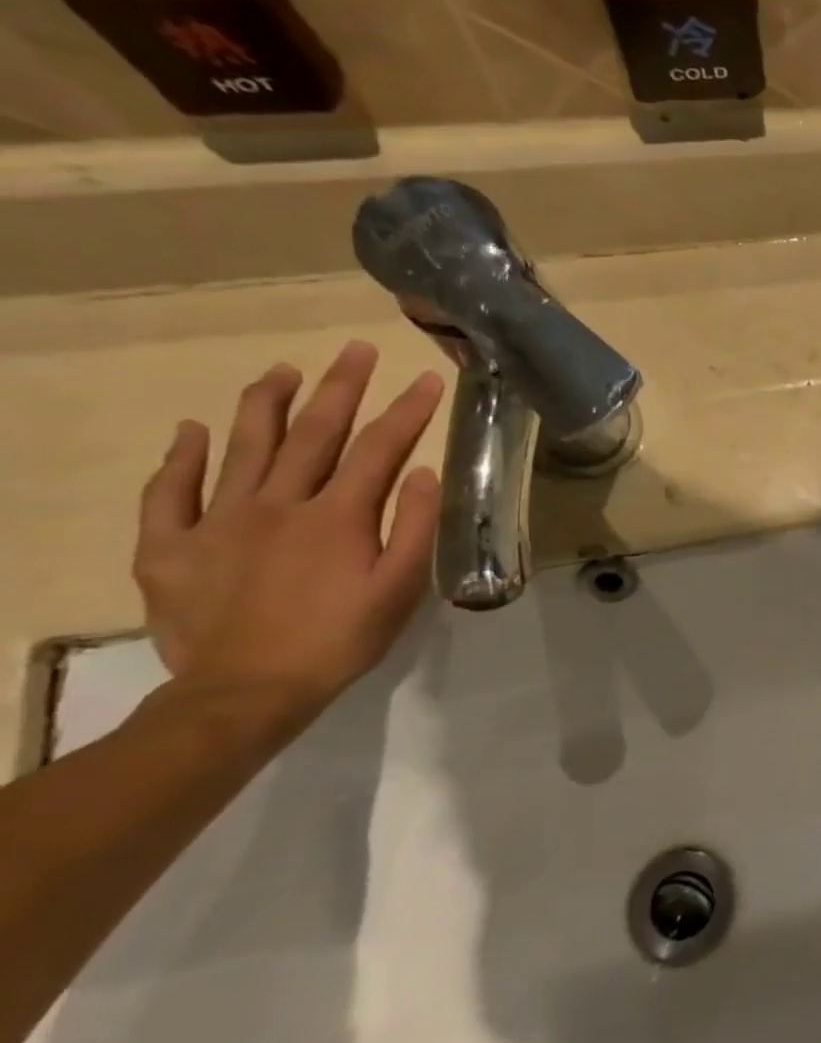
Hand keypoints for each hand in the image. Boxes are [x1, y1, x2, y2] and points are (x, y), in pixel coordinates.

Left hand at [133, 342, 443, 720]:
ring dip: (266, 404)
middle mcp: (279, 504)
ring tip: (282, 371)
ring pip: (244, 448)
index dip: (408, 410)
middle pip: (315, 433)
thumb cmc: (340, 639)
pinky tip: (192, 432)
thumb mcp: (399, 588)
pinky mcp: (172, 547)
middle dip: (341, 387)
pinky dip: (181, 459)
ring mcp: (219, 522)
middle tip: (356, 349)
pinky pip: (170, 494)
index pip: (381, 448)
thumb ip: (414, 527)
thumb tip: (423, 471)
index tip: (429, 378)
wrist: (245, 693)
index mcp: (338, 516)